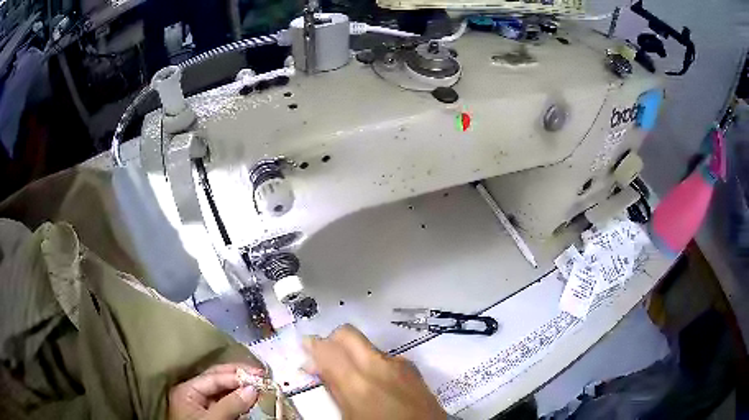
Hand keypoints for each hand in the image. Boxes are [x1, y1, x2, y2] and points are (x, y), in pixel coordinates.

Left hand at [168, 363, 263, 419]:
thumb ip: (230, 404)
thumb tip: (252, 389)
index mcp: (187, 390)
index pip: (214, 377)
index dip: (236, 375)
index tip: (259, 375)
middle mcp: (193, 393)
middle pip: (217, 380)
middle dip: (239, 377)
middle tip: (261, 375)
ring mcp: (201, 405)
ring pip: (223, 391)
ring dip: (241, 388)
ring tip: (259, 385)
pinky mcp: (211, 415)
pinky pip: (226, 403)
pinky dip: (239, 401)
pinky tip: (251, 399)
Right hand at [302, 324, 447, 419]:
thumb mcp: (349, 416)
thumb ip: (334, 389)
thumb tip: (318, 369)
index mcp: (357, 382)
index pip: (326, 348)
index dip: (311, 346)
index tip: (305, 350)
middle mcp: (379, 365)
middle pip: (347, 334)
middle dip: (332, 341)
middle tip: (326, 358)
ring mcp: (399, 364)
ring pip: (367, 345)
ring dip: (354, 353)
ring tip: (353, 376)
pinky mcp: (413, 369)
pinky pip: (386, 357)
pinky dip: (374, 363)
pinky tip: (377, 384)